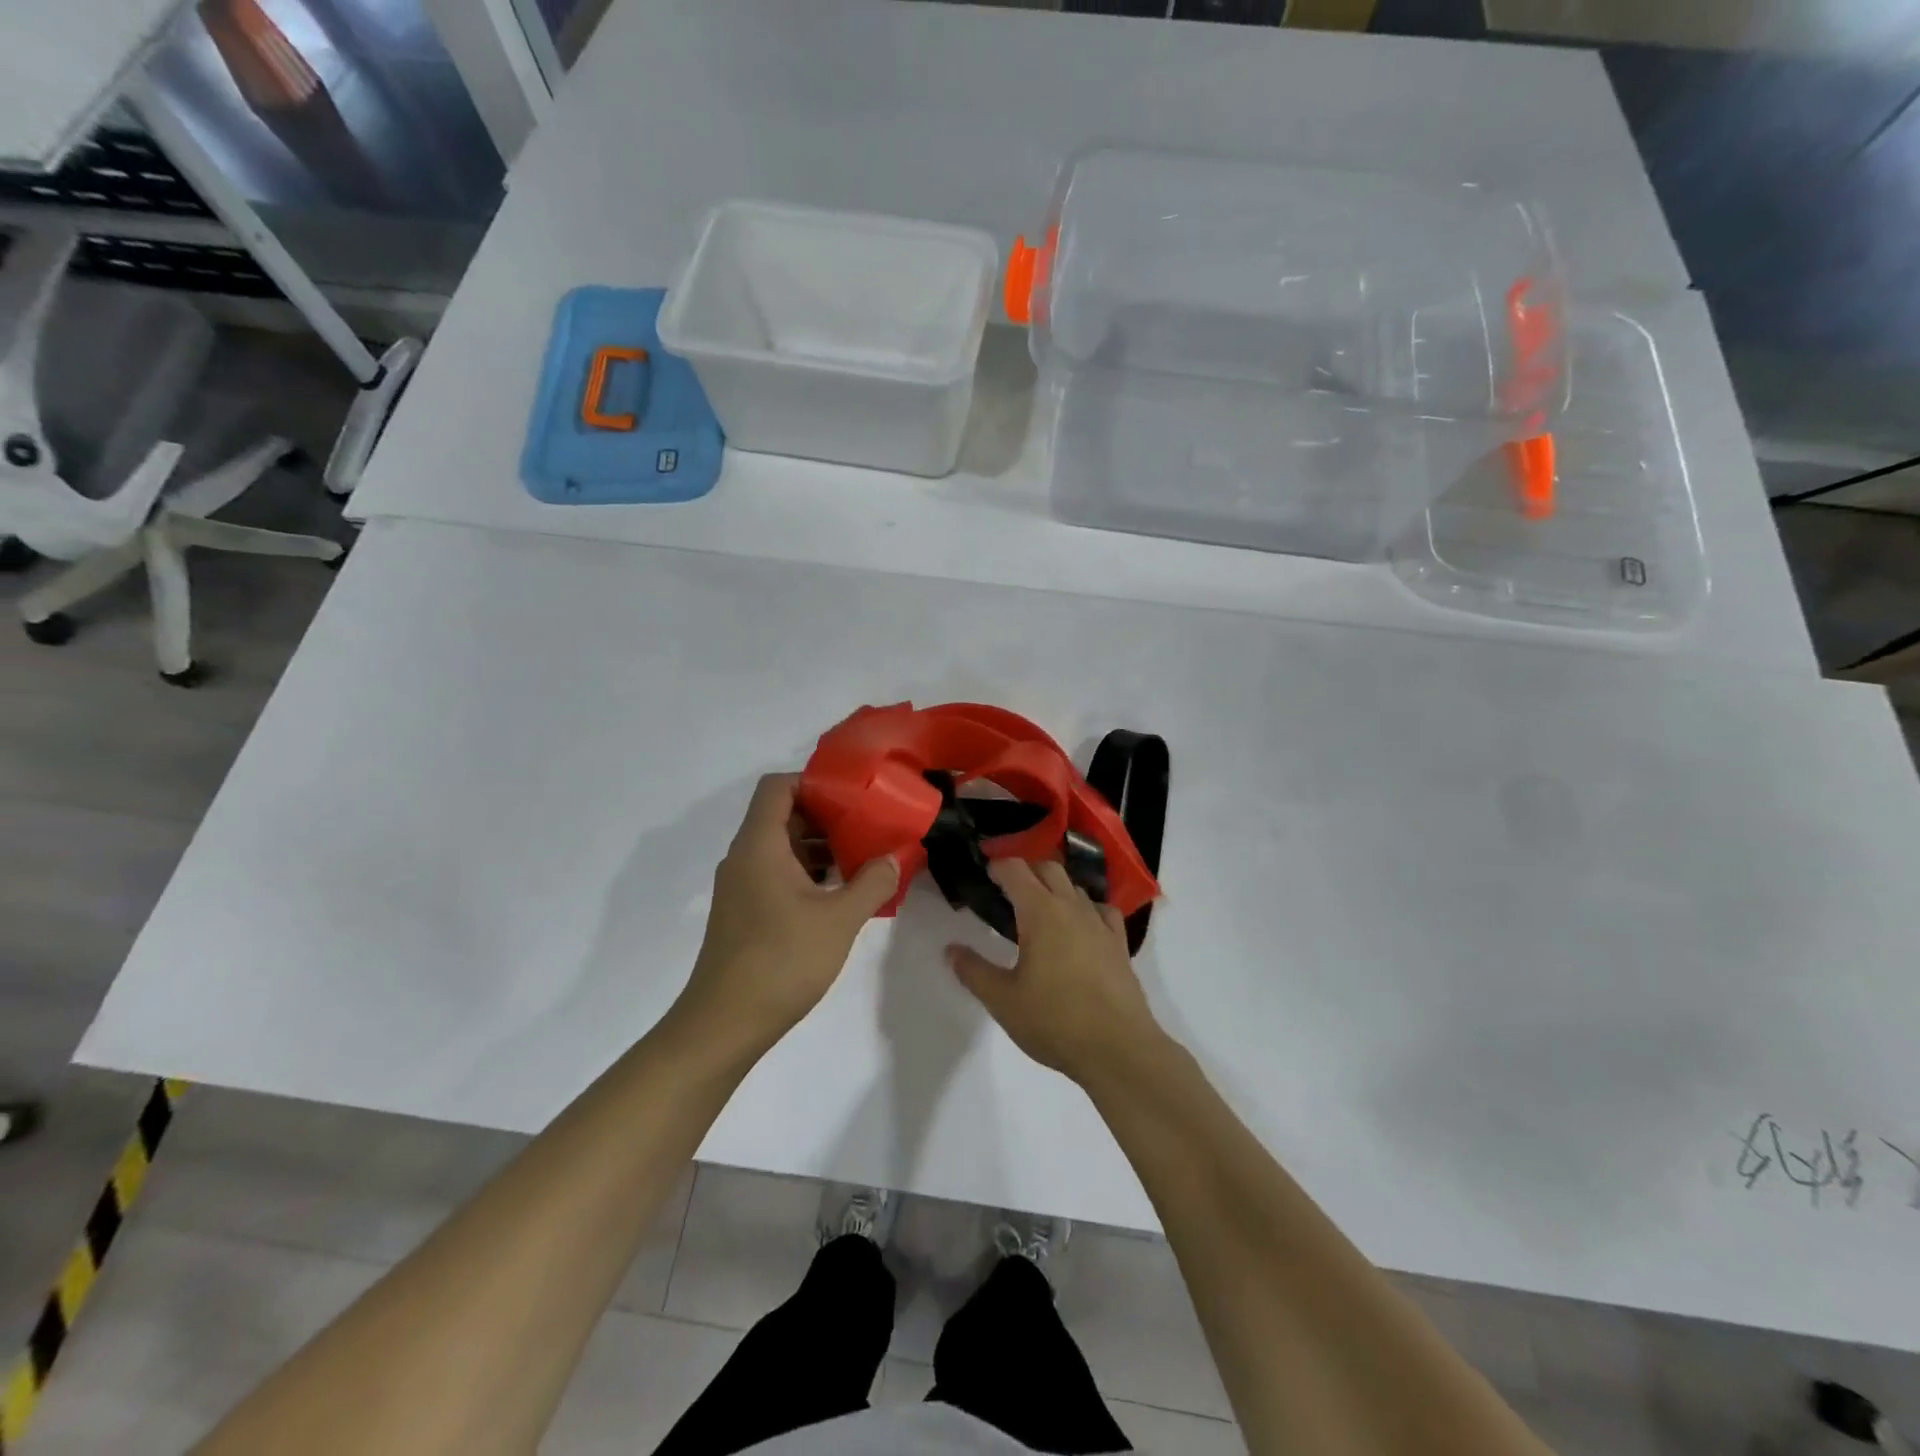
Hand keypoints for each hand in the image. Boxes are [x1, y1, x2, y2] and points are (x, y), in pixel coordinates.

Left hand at [675, 774, 898, 1055]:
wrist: (724, 1024)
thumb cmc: (781, 960)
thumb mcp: (839, 919)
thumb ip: (872, 882)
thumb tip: (895, 856)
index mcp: (760, 845)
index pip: (777, 787)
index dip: (813, 781)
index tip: (852, 795)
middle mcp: (745, 858)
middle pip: (782, 815)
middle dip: (826, 816)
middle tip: (868, 826)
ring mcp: (741, 887)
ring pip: (782, 848)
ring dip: (820, 848)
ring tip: (863, 859)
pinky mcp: (744, 913)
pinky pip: (777, 874)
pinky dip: (807, 874)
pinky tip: (840, 895)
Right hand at [946, 859, 1164, 1085]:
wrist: (1118, 1049)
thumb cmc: (1054, 1021)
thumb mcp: (1003, 1000)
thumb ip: (974, 971)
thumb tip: (951, 949)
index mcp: (1041, 912)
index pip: (1016, 870)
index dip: (998, 866)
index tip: (985, 872)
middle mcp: (1072, 907)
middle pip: (1049, 868)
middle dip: (1026, 871)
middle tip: (1007, 890)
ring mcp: (1100, 924)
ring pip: (1076, 888)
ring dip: (1055, 888)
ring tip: (1039, 910)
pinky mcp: (1120, 944)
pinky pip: (1102, 910)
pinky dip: (1086, 908)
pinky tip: (1080, 927)